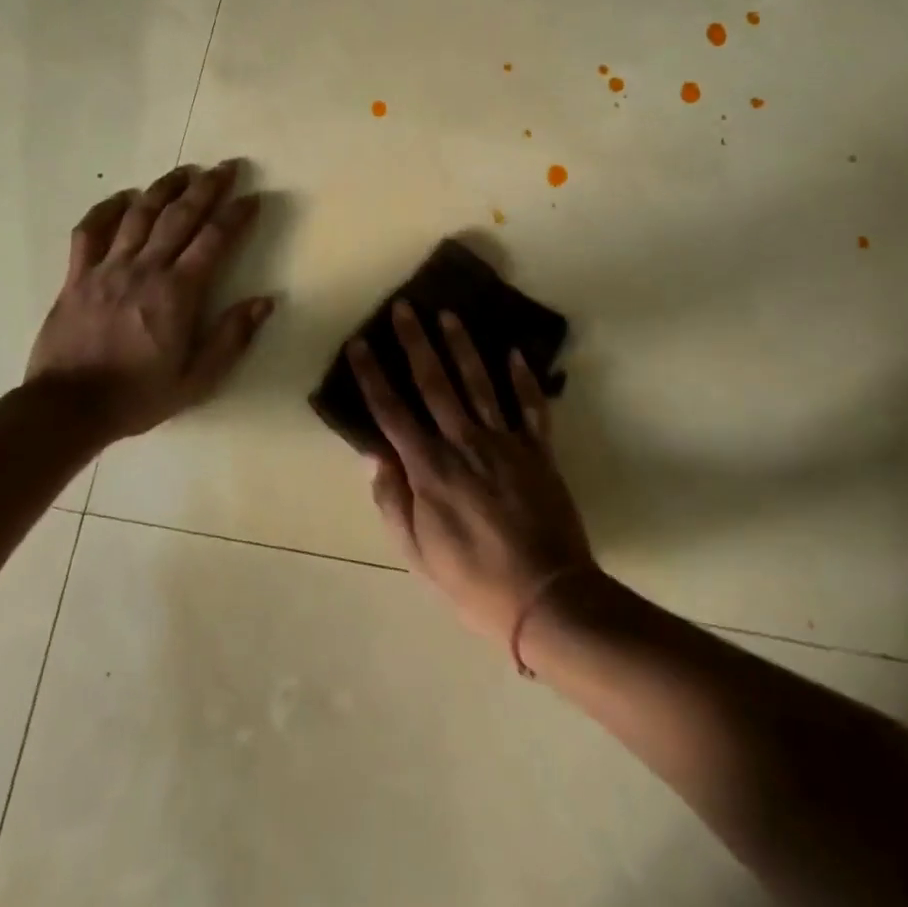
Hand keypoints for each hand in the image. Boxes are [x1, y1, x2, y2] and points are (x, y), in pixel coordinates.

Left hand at [26, 161, 274, 440]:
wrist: (68, 408)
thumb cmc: (138, 395)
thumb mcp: (197, 379)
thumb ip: (232, 337)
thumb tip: (266, 300)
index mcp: (177, 292)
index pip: (214, 240)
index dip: (237, 215)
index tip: (253, 198)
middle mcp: (145, 269)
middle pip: (180, 216)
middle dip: (207, 187)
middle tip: (227, 167)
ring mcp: (107, 268)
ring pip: (139, 214)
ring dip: (164, 188)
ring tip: (184, 171)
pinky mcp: (77, 275)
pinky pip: (90, 231)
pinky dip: (107, 209)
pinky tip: (123, 197)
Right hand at [348, 301, 594, 645]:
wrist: (548, 599)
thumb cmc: (474, 582)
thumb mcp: (418, 553)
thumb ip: (393, 501)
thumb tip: (373, 455)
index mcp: (429, 469)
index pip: (391, 411)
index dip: (372, 375)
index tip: (360, 343)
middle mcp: (464, 443)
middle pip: (434, 383)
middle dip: (415, 342)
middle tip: (404, 307)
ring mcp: (505, 443)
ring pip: (479, 383)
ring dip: (462, 346)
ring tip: (449, 314)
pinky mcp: (538, 451)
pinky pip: (531, 407)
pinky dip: (524, 379)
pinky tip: (515, 352)